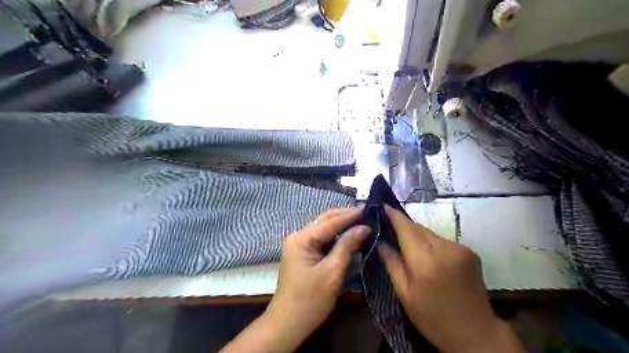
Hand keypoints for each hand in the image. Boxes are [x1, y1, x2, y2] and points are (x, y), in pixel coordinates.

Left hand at [264, 209, 368, 342]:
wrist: (288, 324)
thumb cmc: (310, 299)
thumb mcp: (332, 272)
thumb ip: (347, 246)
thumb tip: (364, 227)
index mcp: (302, 239)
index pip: (329, 222)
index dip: (350, 215)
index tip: (368, 210)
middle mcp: (299, 236)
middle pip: (324, 221)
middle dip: (345, 216)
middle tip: (366, 214)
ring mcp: (300, 245)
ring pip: (324, 229)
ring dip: (341, 225)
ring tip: (361, 221)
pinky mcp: (304, 254)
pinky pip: (322, 240)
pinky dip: (336, 237)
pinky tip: (349, 236)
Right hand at [376, 206, 523, 351]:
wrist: (477, 334)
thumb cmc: (433, 318)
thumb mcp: (405, 295)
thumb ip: (392, 264)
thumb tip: (380, 242)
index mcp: (425, 262)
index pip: (406, 229)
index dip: (394, 215)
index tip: (383, 205)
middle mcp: (444, 249)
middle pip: (418, 228)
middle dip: (404, 225)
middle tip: (389, 227)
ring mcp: (460, 249)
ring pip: (430, 233)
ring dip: (417, 235)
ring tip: (407, 245)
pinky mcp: (470, 252)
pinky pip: (442, 240)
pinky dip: (431, 243)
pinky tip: (428, 256)